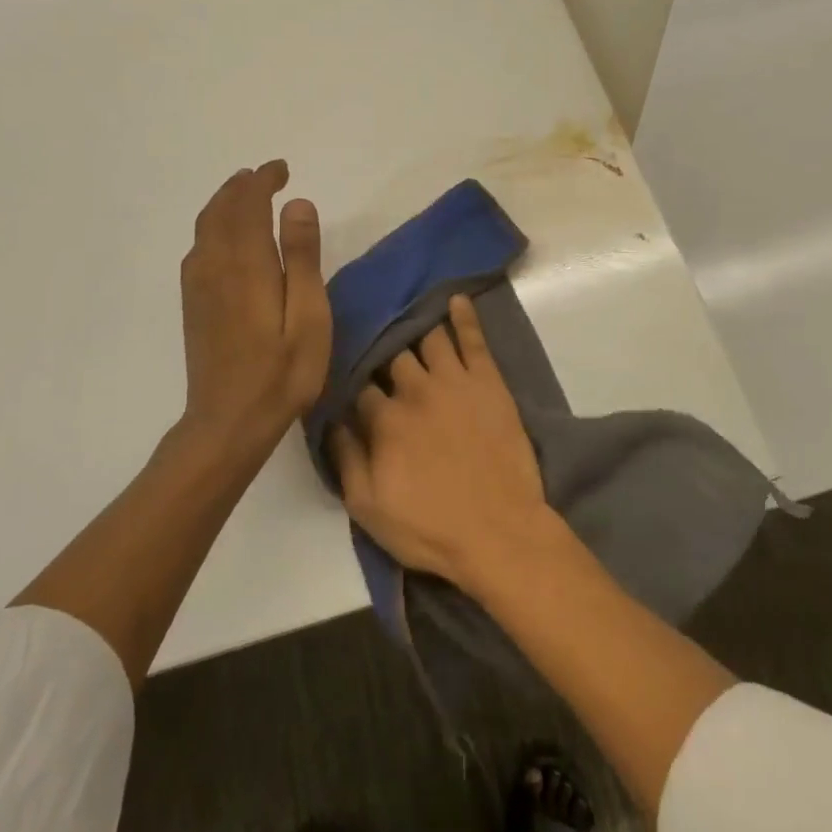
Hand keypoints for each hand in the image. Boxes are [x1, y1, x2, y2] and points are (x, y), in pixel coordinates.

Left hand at [178, 161, 330, 470]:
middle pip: (221, 210)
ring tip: (246, 195)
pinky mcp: (193, 303)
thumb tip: (296, 203)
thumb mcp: (309, 316)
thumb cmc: (282, 372)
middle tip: (266, 175)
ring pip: (205, 227)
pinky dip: (212, 226)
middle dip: (242, 186)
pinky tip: (224, 238)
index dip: (262, 180)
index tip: (281, 169)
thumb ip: (302, 257)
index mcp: (246, 264)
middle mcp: (215, 265)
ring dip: (225, 203)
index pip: (248, 204)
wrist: (228, 421)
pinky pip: (198, 247)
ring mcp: (198, 285)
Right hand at [329, 295, 553, 591]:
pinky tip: (455, 299)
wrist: (499, 532)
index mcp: (384, 420)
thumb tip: (332, 421)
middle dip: (382, 349)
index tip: (349, 376)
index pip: (360, 387)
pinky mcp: (489, 382)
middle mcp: (415, 390)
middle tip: (378, 340)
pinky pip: (474, 339)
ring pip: (429, 339)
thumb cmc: (429, 527)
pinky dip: (464, 316)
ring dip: (415, 325)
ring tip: (407, 311)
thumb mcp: (367, 508)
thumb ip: (345, 459)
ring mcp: (455, 381)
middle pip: (392, 357)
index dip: (353, 382)